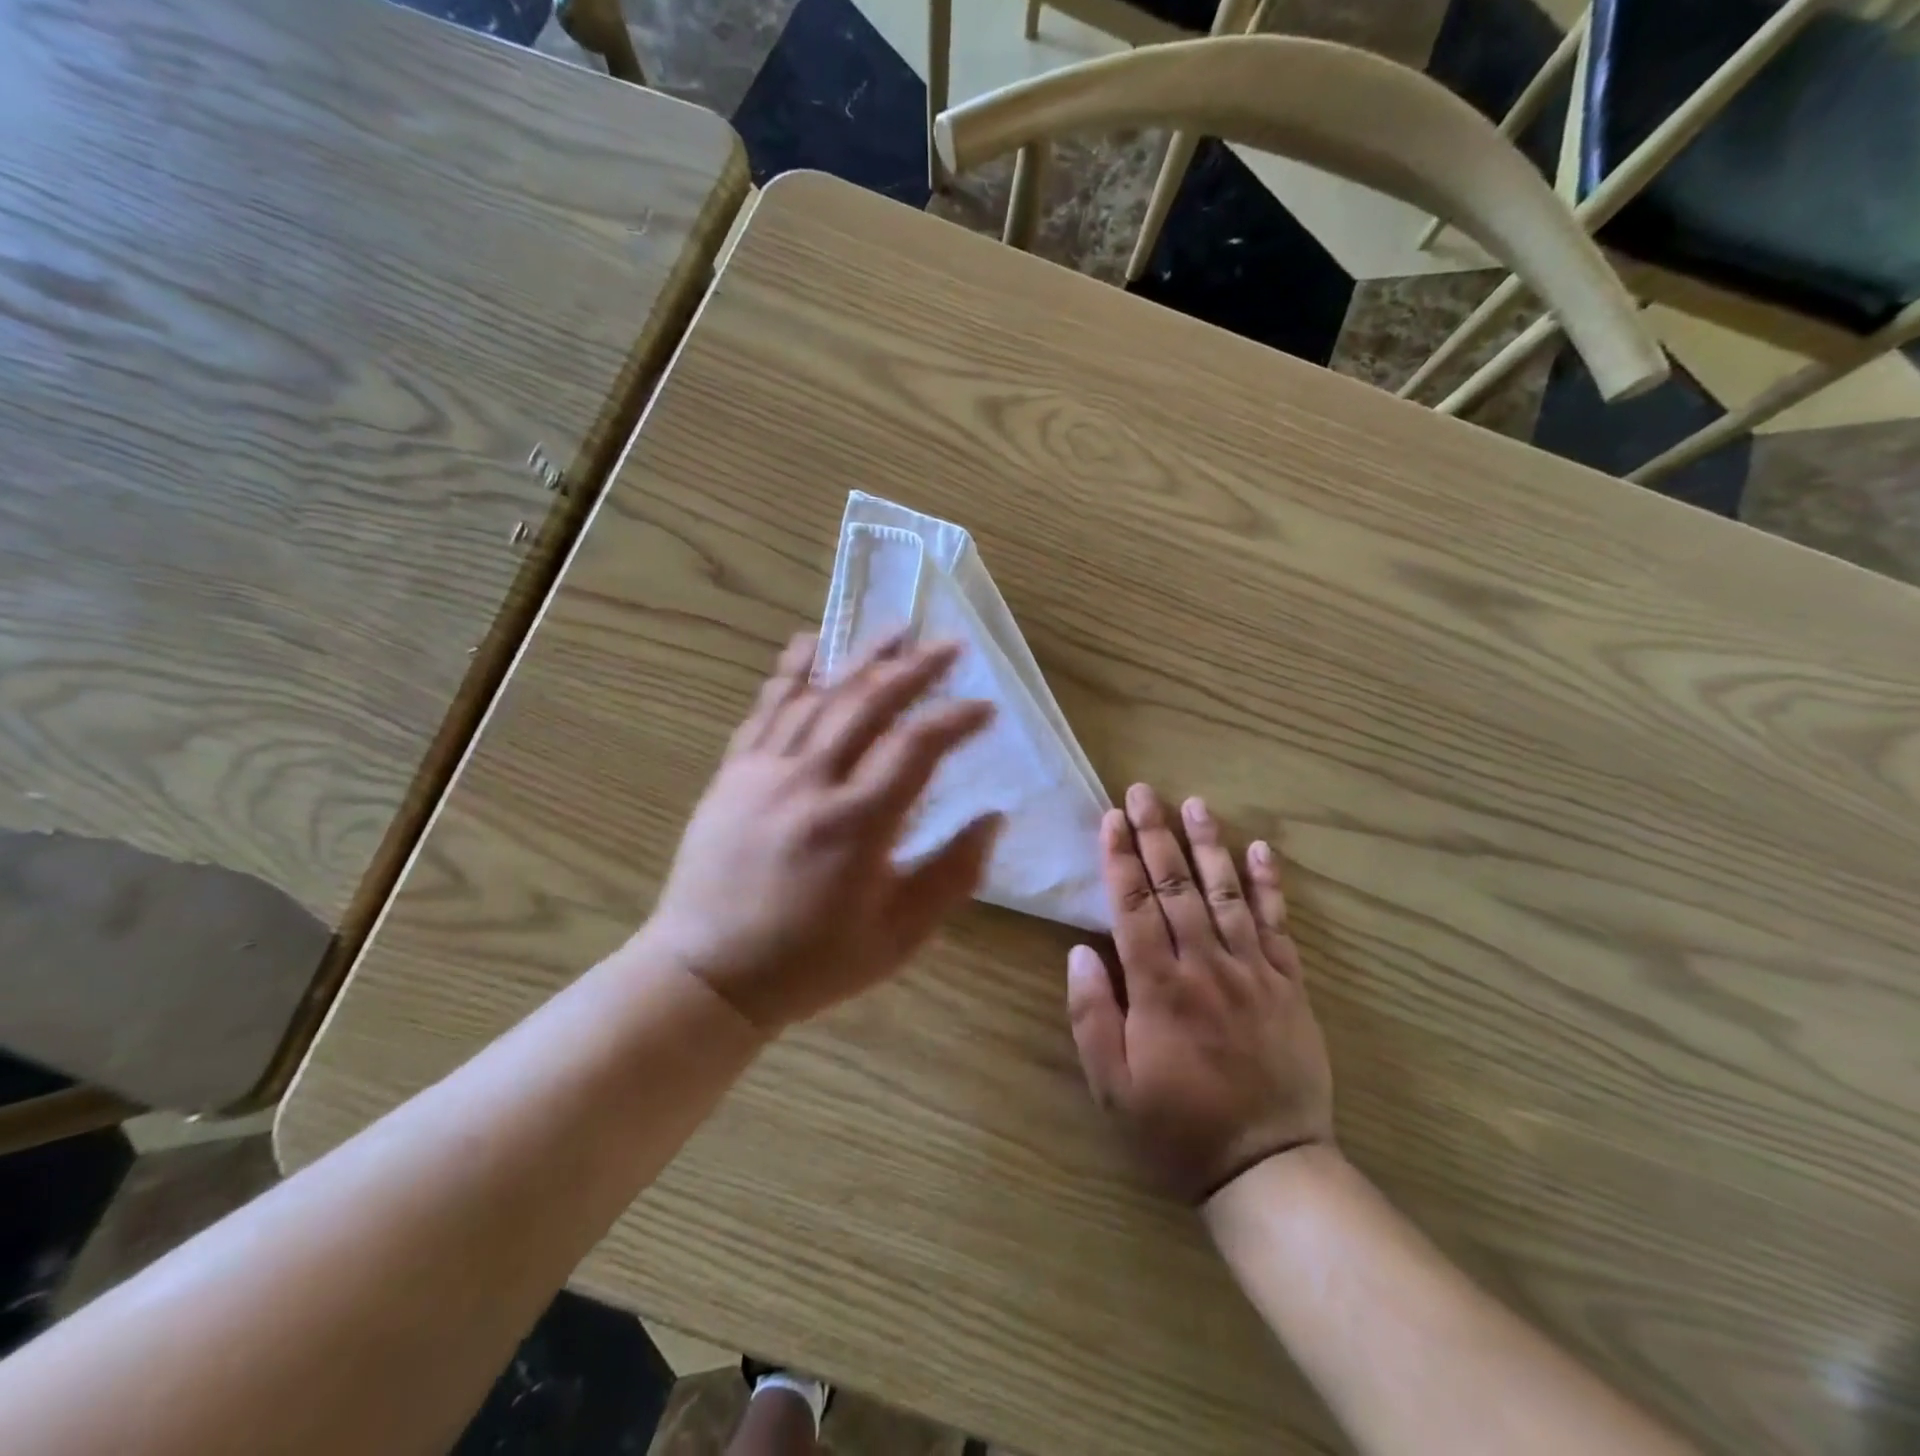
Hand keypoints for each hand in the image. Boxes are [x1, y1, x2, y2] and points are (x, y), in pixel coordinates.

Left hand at [642, 632, 1001, 1034]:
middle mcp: (811, 782)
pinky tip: (809, 642)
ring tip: (897, 628)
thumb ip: (952, 875)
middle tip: (951, 644)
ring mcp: (765, 771)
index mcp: (857, 824)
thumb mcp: (898, 937)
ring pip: (819, 695)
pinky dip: (790, 672)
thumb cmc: (811, 963)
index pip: (917, 748)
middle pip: (869, 704)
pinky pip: (766, 710)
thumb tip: (993, 818)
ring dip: (862, 657)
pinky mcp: (734, 773)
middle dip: (916, 669)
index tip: (988, 708)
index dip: (957, 720)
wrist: (708, 974)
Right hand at [1066, 785, 1332, 1203]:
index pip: (1133, 907)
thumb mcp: (1113, 1087)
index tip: (1111, 818)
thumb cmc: (1177, 1128)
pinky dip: (1268, 885)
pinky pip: (1277, 925)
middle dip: (1156, 835)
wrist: (1268, 1168)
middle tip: (1143, 792)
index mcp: (1159, 989)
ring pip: (1226, 894)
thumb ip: (1092, 1016)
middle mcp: (1205, 967)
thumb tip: (1080, 952)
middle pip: (1176, 888)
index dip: (1120, 859)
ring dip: (1208, 845)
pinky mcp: (1288, 985)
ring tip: (1194, 803)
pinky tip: (1258, 850)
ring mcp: (1252, 972)